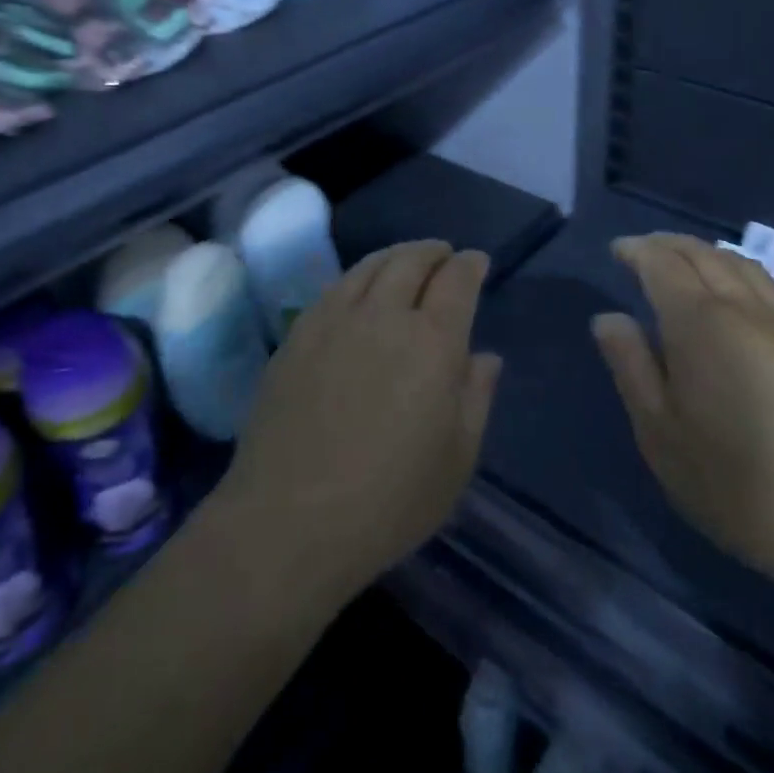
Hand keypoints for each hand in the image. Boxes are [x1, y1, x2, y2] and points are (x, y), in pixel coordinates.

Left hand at [217, 240, 499, 604]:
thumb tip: (485, 356)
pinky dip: (358, 276)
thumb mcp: (457, 460)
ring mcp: (334, 321)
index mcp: (433, 342)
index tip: (476, 262)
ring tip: (406, 261)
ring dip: (396, 256)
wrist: (288, 521)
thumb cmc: (389, 501)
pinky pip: (334, 288)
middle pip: (411, 261)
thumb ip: (476, 397)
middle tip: (444, 254)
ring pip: (369, 266)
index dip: (470, 264)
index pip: (457, 281)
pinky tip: (359, 289)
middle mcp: (384, 316)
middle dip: (433, 251)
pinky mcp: (296, 336)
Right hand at [592, 234, 773, 594]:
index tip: (616, 250)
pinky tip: (738, 294)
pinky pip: (771, 287)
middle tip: (642, 250)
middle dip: (669, 244)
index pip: (663, 264)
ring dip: (707, 253)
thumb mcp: (660, 432)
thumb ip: (631, 366)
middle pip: (705, 254)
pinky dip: (741, 272)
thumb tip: (609, 319)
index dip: (637, 251)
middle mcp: (747, 308)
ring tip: (684, 263)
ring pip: (744, 265)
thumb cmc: (735, 482)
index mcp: (701, 322)